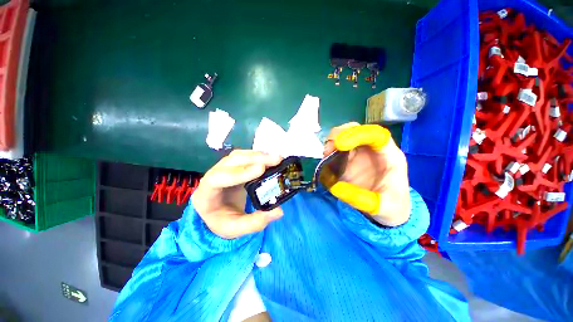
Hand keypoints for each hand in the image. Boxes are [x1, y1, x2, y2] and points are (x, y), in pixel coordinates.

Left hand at [191, 150, 283, 238]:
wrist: (217, 214)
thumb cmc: (223, 221)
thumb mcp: (237, 229)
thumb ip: (256, 222)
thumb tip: (279, 211)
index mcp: (206, 194)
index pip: (218, 178)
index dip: (240, 173)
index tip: (261, 169)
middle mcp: (212, 176)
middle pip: (231, 161)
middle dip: (255, 159)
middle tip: (276, 159)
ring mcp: (222, 168)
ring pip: (238, 156)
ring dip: (258, 155)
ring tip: (276, 158)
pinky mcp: (233, 166)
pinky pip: (244, 156)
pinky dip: (258, 155)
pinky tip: (269, 158)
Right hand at [323, 122, 410, 226]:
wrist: (389, 210)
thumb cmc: (392, 207)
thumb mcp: (381, 207)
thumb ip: (360, 198)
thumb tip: (335, 186)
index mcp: (390, 156)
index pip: (376, 134)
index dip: (358, 134)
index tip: (340, 144)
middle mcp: (374, 150)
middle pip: (357, 130)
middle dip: (340, 134)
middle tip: (328, 149)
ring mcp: (360, 153)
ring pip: (346, 135)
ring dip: (333, 140)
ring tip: (326, 153)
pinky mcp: (350, 159)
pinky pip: (338, 147)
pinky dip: (330, 149)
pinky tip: (326, 157)